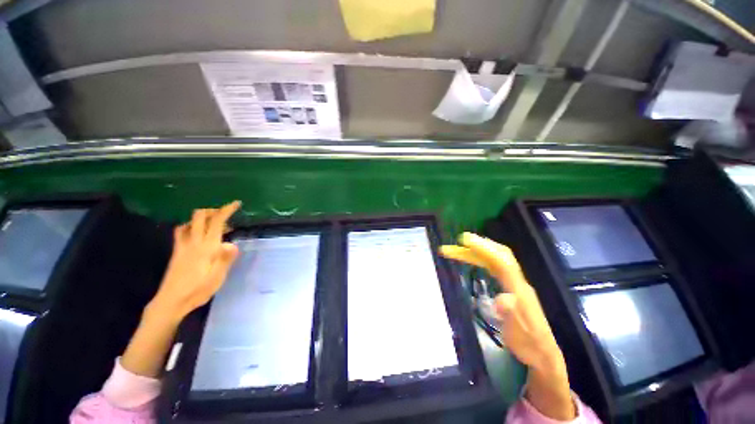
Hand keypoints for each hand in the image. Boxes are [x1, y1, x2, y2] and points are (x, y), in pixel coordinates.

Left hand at [121, 201, 240, 377]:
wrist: (171, 301)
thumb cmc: (197, 290)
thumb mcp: (217, 277)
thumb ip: (225, 259)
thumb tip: (232, 244)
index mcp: (206, 247)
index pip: (216, 222)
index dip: (226, 210)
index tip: (236, 203)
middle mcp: (193, 242)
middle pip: (200, 217)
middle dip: (213, 210)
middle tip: (226, 214)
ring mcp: (182, 246)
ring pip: (189, 222)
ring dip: (202, 218)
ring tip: (213, 224)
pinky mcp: (177, 252)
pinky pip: (181, 231)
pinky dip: (191, 226)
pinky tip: (196, 233)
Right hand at [441, 232, 574, 420]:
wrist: (543, 355)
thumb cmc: (529, 344)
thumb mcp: (519, 335)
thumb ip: (511, 315)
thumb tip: (500, 298)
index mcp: (519, 289)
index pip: (501, 262)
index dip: (484, 249)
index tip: (465, 241)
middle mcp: (517, 281)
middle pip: (497, 256)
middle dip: (476, 247)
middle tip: (456, 243)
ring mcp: (514, 283)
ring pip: (494, 260)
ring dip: (476, 252)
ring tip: (457, 250)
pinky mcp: (511, 287)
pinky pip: (494, 266)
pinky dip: (481, 259)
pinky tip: (473, 259)